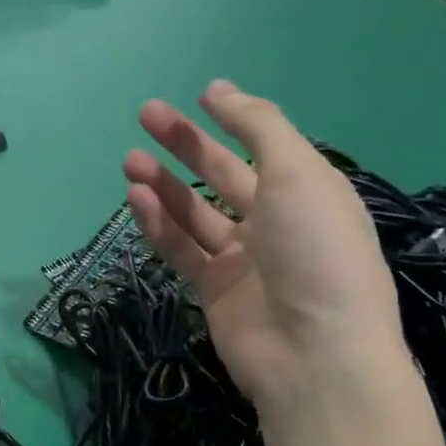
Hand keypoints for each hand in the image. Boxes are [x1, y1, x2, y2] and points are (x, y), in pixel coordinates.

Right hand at [123, 82, 404, 409]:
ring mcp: (243, 258)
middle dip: (186, 144)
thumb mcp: (297, 174)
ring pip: (194, 212)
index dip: (234, 118)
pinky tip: (136, 199)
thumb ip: (259, 127)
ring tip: (130, 160)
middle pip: (223, 174)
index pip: (266, 145)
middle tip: (147, 115)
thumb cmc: (315, 251)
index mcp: (308, 192)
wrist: (314, 355)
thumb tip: (221, 90)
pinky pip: (180, 248)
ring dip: (163, 184)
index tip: (200, 95)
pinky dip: (158, 223)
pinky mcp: (213, 289)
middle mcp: (276, 221)